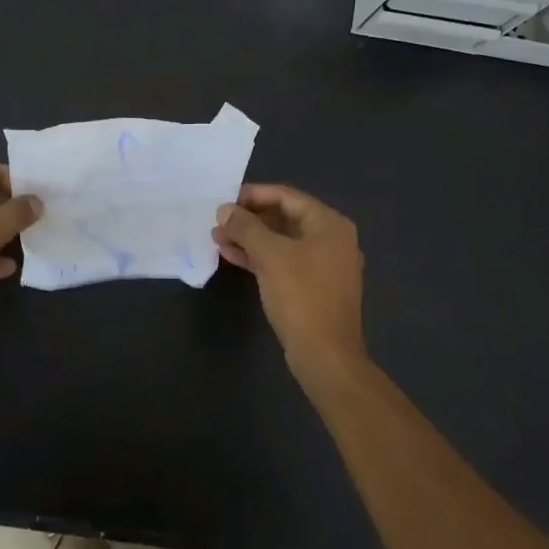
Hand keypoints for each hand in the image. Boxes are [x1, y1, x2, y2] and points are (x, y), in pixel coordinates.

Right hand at [214, 184, 366, 370]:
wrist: (325, 354)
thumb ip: (246, 227)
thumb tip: (225, 209)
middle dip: (248, 219)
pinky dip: (259, 257)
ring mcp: (323, 264)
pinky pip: (283, 261)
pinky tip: (232, 257)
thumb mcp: (270, 255)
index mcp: (329, 224)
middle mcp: (331, 239)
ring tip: (217, 240)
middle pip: (283, 217)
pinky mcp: (313, 286)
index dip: (253, 195)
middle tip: (218, 223)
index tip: (224, 200)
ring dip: (250, 239)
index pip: (286, 196)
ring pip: (281, 241)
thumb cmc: (301, 296)